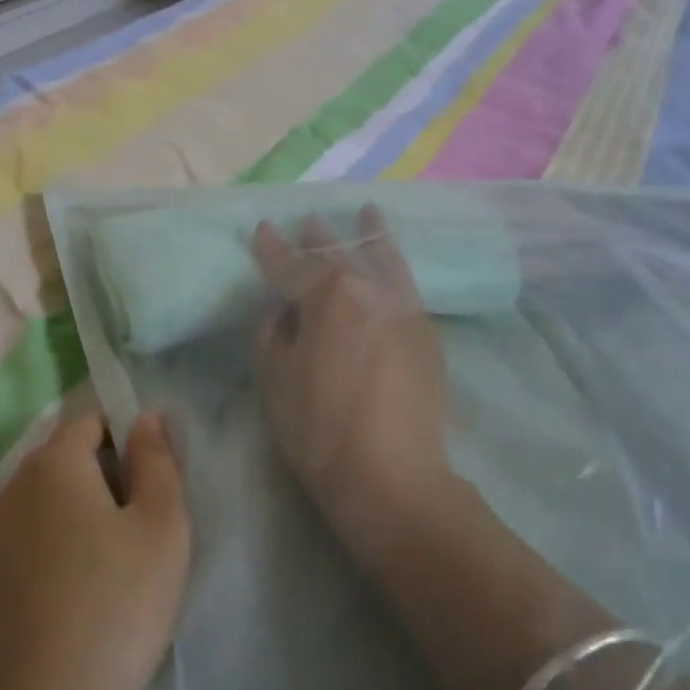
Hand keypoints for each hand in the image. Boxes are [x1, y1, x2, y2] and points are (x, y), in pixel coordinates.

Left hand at [0, 412, 190, 689]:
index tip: (155, 478)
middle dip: (105, 474)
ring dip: (80, 512)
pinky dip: (58, 546)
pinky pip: (31, 539)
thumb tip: (143, 417)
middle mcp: (14, 489)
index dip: (126, 437)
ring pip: (46, 502)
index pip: (89, 422)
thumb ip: (156, 461)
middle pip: (64, 459)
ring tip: (118, 558)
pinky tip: (84, 589)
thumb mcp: (161, 524)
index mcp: (53, 463)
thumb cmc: (119, 601)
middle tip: (144, 520)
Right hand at [252, 208, 455, 554]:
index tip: (263, 229)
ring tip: (369, 213)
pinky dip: (394, 266)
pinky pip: (406, 285)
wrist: (391, 476)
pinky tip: (390, 264)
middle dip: (319, 238)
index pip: (292, 264)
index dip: (272, 248)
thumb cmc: (318, 429)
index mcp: (327, 294)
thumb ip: (275, 333)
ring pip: (385, 260)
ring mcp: (405, 309)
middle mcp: (370, 289)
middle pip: (340, 254)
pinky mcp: (427, 333)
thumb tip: (286, 310)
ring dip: (371, 235)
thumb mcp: (275, 379)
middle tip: (307, 222)